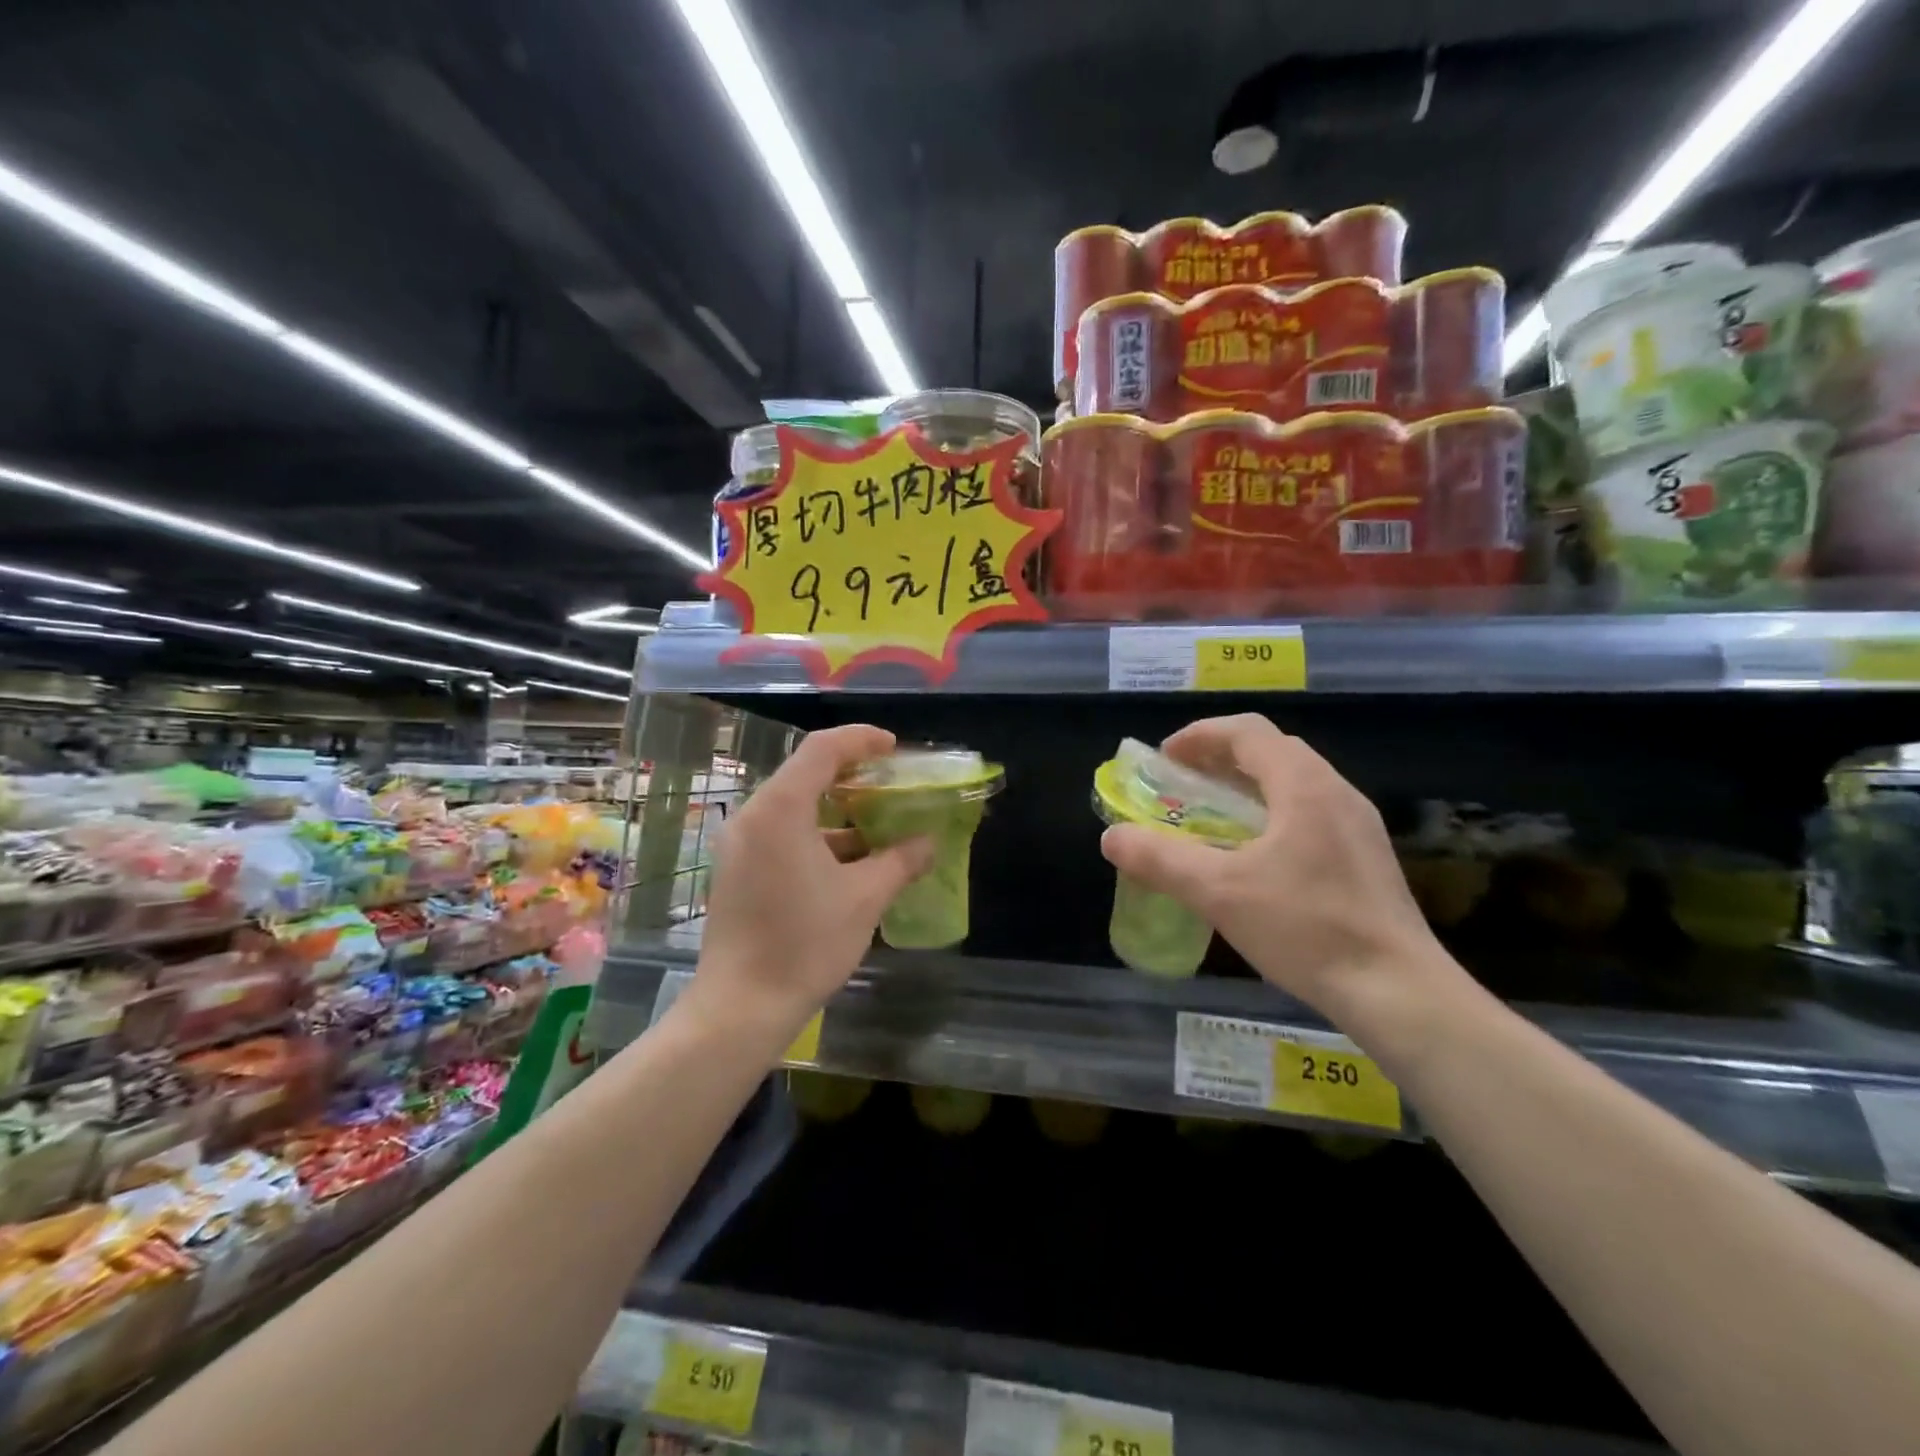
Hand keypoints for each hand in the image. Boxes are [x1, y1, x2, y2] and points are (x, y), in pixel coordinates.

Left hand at [690, 724, 933, 1045]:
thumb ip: (901, 861)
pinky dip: (817, 836)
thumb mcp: (865, 898)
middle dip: (853, 775)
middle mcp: (753, 816)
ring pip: (794, 807)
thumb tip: (929, 843)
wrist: (741, 1008)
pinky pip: (781, 834)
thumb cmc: (805, 944)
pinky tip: (850, 860)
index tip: (895, 749)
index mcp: (780, 809)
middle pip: (806, 774)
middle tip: (892, 784)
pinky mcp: (737, 870)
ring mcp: (740, 844)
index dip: (861, 740)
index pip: (822, 749)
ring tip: (879, 824)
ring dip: (837, 810)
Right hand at [1099, 714, 1464, 1026]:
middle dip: (1219, 758)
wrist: (1399, 992)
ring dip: (1245, 786)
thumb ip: (1160, 860)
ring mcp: (1357, 825)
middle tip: (1181, 785)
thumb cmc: (1306, 928)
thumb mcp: (1219, 893)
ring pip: (1293, 782)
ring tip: (1211, 817)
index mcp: (1303, 785)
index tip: (1163, 760)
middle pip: (1271, 751)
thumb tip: (1111, 838)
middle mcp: (1335, 791)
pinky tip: (1254, 856)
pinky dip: (1270, 813)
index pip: (1247, 731)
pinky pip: (1309, 812)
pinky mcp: (1365, 857)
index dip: (1199, 736)